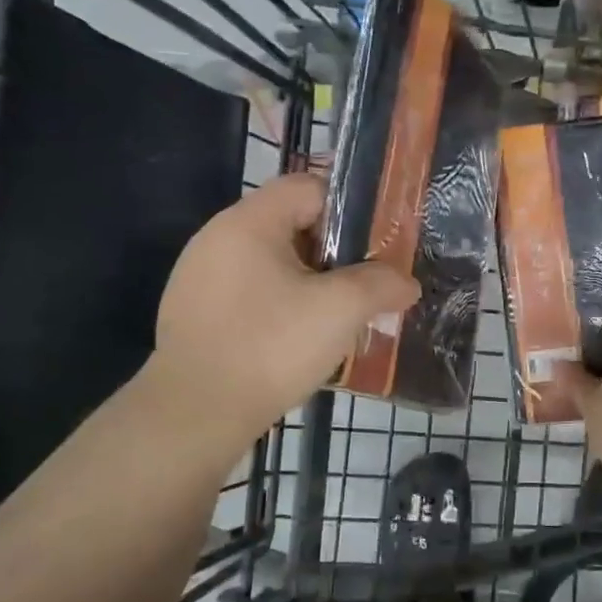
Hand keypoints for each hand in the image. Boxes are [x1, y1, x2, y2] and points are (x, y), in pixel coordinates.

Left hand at [144, 173, 419, 447]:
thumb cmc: (270, 347)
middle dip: (334, 249)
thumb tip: (406, 283)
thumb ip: (381, 285)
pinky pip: (250, 291)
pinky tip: (299, 336)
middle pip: (290, 223)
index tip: (379, 240)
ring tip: (339, 311)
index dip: (351, 206)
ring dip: (309, 279)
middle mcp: (217, 237)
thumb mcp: (340, 310)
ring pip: (271, 261)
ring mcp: (200, 276)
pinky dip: (281, 302)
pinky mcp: (194, 312)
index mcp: (249, 222)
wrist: (195, 414)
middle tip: (366, 280)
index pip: (309, 187)